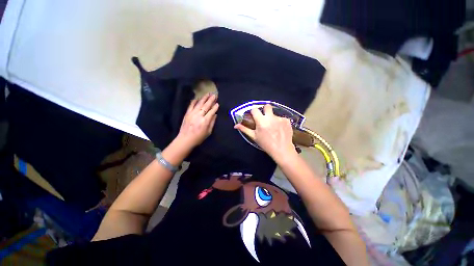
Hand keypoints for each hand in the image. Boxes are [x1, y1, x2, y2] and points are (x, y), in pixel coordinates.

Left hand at [176, 93, 218, 147]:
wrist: (185, 139)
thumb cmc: (199, 137)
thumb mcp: (208, 132)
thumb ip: (212, 122)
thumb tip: (215, 115)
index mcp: (205, 121)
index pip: (212, 111)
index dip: (215, 107)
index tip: (218, 103)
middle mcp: (199, 115)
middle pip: (206, 106)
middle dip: (211, 100)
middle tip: (214, 94)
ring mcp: (192, 113)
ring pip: (199, 104)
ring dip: (204, 98)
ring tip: (208, 93)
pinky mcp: (187, 113)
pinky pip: (191, 105)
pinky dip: (194, 101)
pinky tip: (197, 98)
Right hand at [234, 104, 295, 160]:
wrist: (282, 150)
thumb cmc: (266, 144)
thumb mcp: (254, 137)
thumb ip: (245, 129)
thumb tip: (235, 125)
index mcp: (261, 121)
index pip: (255, 110)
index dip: (253, 112)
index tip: (254, 116)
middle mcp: (271, 117)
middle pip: (267, 106)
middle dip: (265, 110)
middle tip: (264, 117)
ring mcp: (280, 118)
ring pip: (274, 114)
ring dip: (272, 118)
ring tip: (273, 127)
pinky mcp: (287, 120)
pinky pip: (281, 118)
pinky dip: (279, 122)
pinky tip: (280, 129)